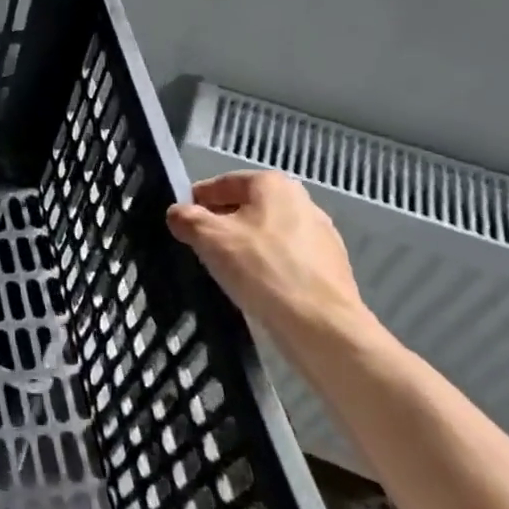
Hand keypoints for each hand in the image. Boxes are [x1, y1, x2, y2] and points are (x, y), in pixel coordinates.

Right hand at [166, 171, 379, 356]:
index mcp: (272, 184)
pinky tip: (257, 287)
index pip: (222, 183)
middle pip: (247, 207)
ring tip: (227, 270)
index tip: (182, 222)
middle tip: (200, 247)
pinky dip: (268, 266)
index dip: (197, 200)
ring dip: (245, 246)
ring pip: (268, 234)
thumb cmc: (260, 268)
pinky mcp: (331, 266)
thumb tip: (177, 214)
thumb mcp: (208, 237)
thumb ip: (186, 218)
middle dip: (222, 224)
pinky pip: (287, 258)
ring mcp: (321, 234)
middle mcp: (302, 200)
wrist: (321, 325)